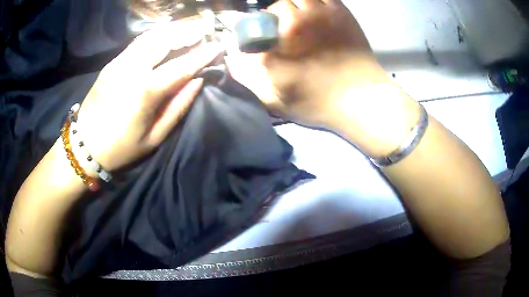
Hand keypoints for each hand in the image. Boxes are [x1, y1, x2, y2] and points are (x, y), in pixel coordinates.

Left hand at [75, 19, 222, 170]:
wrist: (84, 146)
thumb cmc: (120, 148)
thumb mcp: (154, 137)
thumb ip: (178, 107)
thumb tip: (197, 81)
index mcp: (145, 91)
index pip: (182, 65)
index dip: (203, 54)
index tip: (218, 45)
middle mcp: (132, 68)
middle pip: (165, 39)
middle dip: (188, 31)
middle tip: (205, 30)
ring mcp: (119, 62)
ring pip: (151, 35)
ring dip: (172, 30)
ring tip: (188, 30)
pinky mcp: (111, 63)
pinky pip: (138, 41)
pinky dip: (156, 35)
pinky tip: (165, 36)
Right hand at [225, 0, 419, 156]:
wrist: (361, 99)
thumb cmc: (319, 104)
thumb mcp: (275, 101)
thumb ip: (250, 80)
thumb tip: (233, 61)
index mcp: (275, 46)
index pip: (253, 26)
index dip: (256, 30)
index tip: (264, 39)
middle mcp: (294, 24)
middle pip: (276, 7)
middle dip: (277, 17)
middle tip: (287, 30)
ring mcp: (319, 14)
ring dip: (295, 6)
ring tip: (303, 20)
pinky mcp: (340, 11)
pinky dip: (315, 2)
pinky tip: (317, 13)